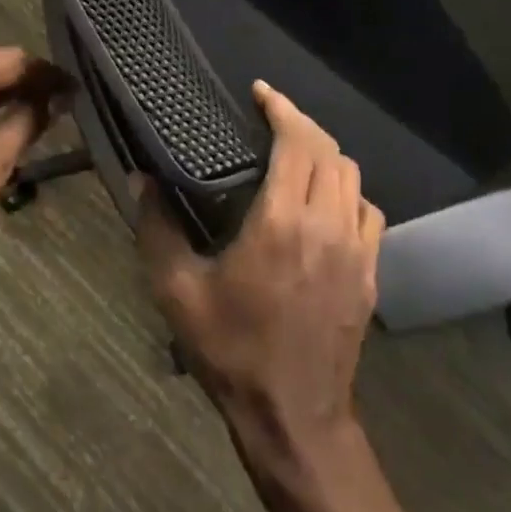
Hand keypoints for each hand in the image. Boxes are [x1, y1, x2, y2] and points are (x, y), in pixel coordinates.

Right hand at [139, 81, 384, 457]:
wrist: (294, 418)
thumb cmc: (232, 351)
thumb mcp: (178, 291)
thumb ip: (157, 228)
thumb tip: (140, 179)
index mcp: (282, 221)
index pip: (297, 142)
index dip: (281, 109)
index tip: (260, 93)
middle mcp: (327, 225)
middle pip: (329, 151)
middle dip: (301, 124)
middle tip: (271, 117)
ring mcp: (356, 250)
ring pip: (353, 177)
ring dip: (326, 154)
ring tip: (295, 152)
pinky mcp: (370, 273)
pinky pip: (368, 211)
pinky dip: (347, 190)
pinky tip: (324, 201)